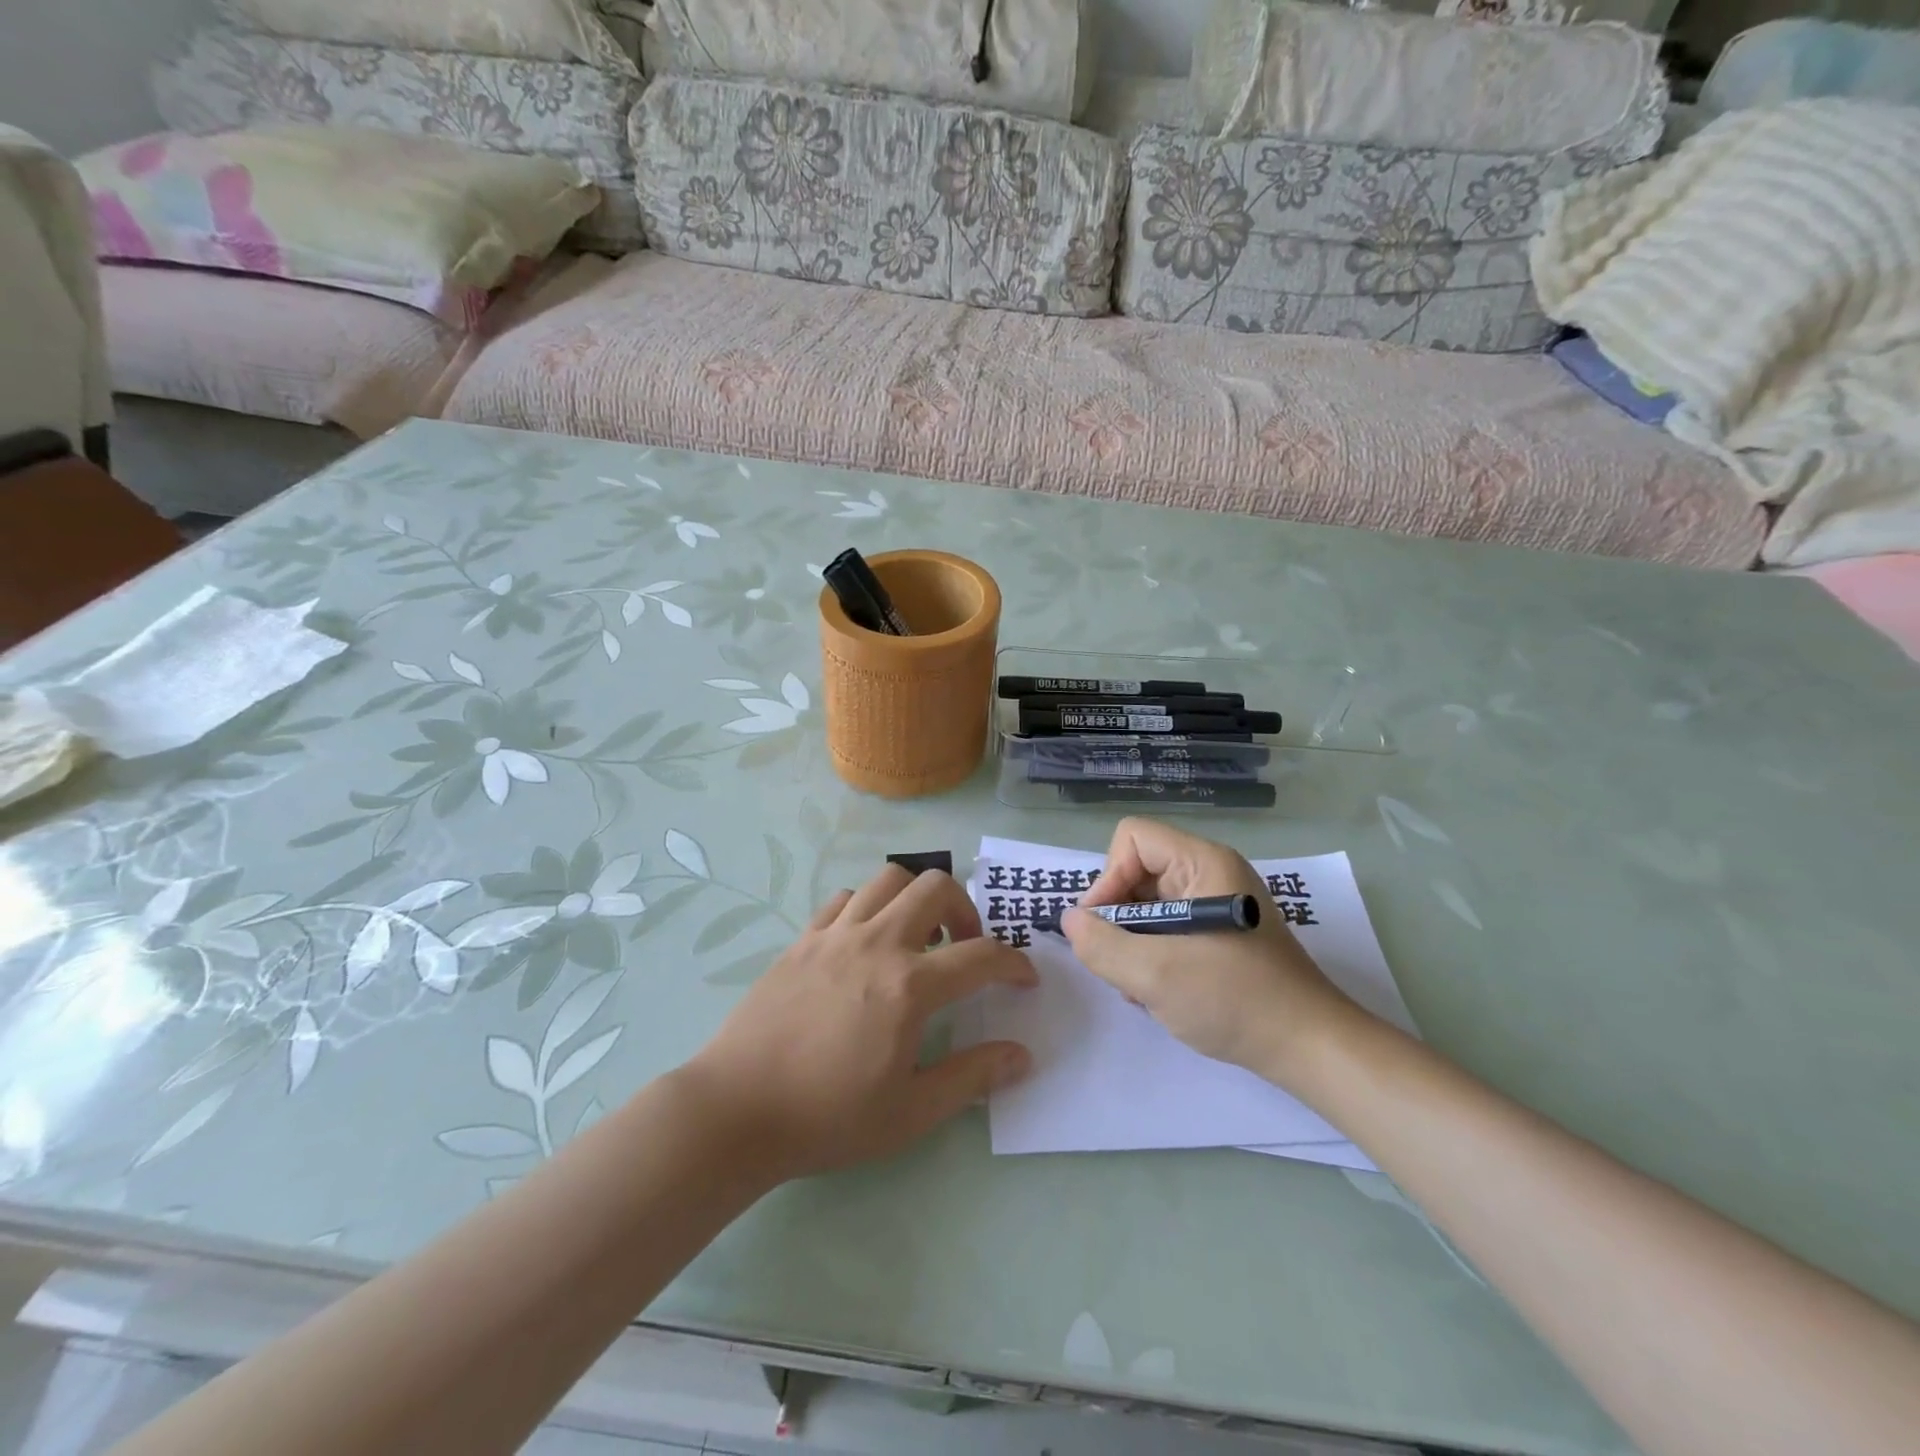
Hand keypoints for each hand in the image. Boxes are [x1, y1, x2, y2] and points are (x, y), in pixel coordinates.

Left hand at [681, 865, 1035, 1181]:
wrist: (737, 1110)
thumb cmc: (828, 1117)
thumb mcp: (911, 1112)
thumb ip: (971, 1078)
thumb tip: (1021, 1056)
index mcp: (909, 986)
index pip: (982, 956)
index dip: (1014, 963)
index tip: (1024, 979)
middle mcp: (877, 944)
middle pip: (937, 888)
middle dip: (967, 910)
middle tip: (966, 947)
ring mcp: (835, 935)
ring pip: (889, 879)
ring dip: (916, 898)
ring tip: (917, 937)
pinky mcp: (802, 939)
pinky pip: (845, 899)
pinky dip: (868, 907)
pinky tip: (866, 942)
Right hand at [1064, 818, 1359, 1087]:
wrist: (1310, 1048)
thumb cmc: (1236, 1000)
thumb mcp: (1156, 975)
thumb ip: (1101, 945)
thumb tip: (1070, 922)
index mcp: (1204, 862)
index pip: (1132, 838)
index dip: (1109, 877)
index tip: (1103, 926)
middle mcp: (1211, 872)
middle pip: (1137, 870)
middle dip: (1118, 917)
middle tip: (1119, 963)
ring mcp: (1217, 904)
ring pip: (1148, 904)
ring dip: (1133, 942)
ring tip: (1141, 985)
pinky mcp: (1221, 933)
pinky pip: (1168, 927)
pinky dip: (1153, 954)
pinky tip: (1159, 990)